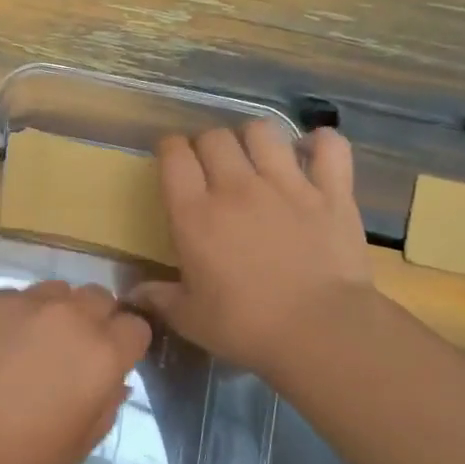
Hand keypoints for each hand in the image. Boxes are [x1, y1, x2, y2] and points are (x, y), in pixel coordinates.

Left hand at [0, 281, 151, 463]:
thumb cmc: (13, 452)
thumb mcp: (75, 448)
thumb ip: (105, 409)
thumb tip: (114, 382)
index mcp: (102, 353)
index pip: (137, 327)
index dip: (127, 344)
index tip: (111, 363)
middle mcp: (70, 316)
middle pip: (100, 298)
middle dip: (96, 320)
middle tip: (73, 352)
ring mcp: (25, 301)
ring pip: (58, 291)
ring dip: (57, 311)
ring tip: (32, 342)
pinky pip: (16, 297)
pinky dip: (16, 314)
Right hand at [129, 123, 372, 379]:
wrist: (320, 331)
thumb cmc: (246, 327)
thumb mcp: (190, 319)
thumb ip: (159, 299)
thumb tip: (132, 294)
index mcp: (195, 215)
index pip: (174, 156)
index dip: (169, 150)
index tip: (171, 160)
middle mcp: (237, 188)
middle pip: (214, 137)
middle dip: (206, 144)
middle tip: (210, 166)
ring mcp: (288, 184)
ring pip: (263, 132)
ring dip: (253, 138)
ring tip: (255, 157)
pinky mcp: (332, 192)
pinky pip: (328, 146)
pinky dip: (319, 143)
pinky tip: (311, 154)